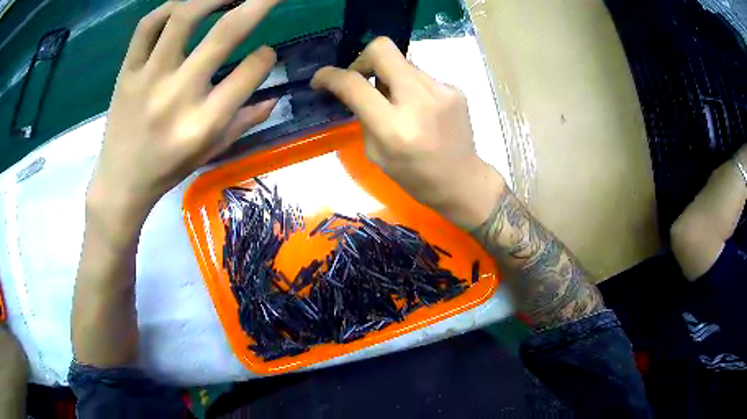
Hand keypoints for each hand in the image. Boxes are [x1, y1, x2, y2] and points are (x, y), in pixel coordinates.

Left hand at [89, 0, 279, 220]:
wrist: (120, 182)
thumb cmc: (167, 170)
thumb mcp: (210, 153)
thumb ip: (244, 122)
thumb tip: (274, 96)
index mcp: (203, 123)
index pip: (251, 72)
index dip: (266, 56)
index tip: (265, 53)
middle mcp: (177, 95)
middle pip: (225, 34)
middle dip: (259, 3)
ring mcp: (148, 79)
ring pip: (184, 17)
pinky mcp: (127, 71)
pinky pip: (148, 26)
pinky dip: (169, 6)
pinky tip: (184, 4)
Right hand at [312, 38, 504, 227]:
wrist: (462, 181)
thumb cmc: (414, 177)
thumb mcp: (376, 154)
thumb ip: (363, 116)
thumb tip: (356, 89)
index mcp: (393, 127)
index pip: (353, 84)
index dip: (330, 76)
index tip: (321, 79)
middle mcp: (418, 101)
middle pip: (382, 49)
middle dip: (362, 59)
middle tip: (360, 79)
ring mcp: (441, 91)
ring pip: (402, 62)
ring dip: (389, 76)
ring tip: (394, 101)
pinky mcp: (454, 89)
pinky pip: (420, 75)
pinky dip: (410, 86)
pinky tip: (418, 107)